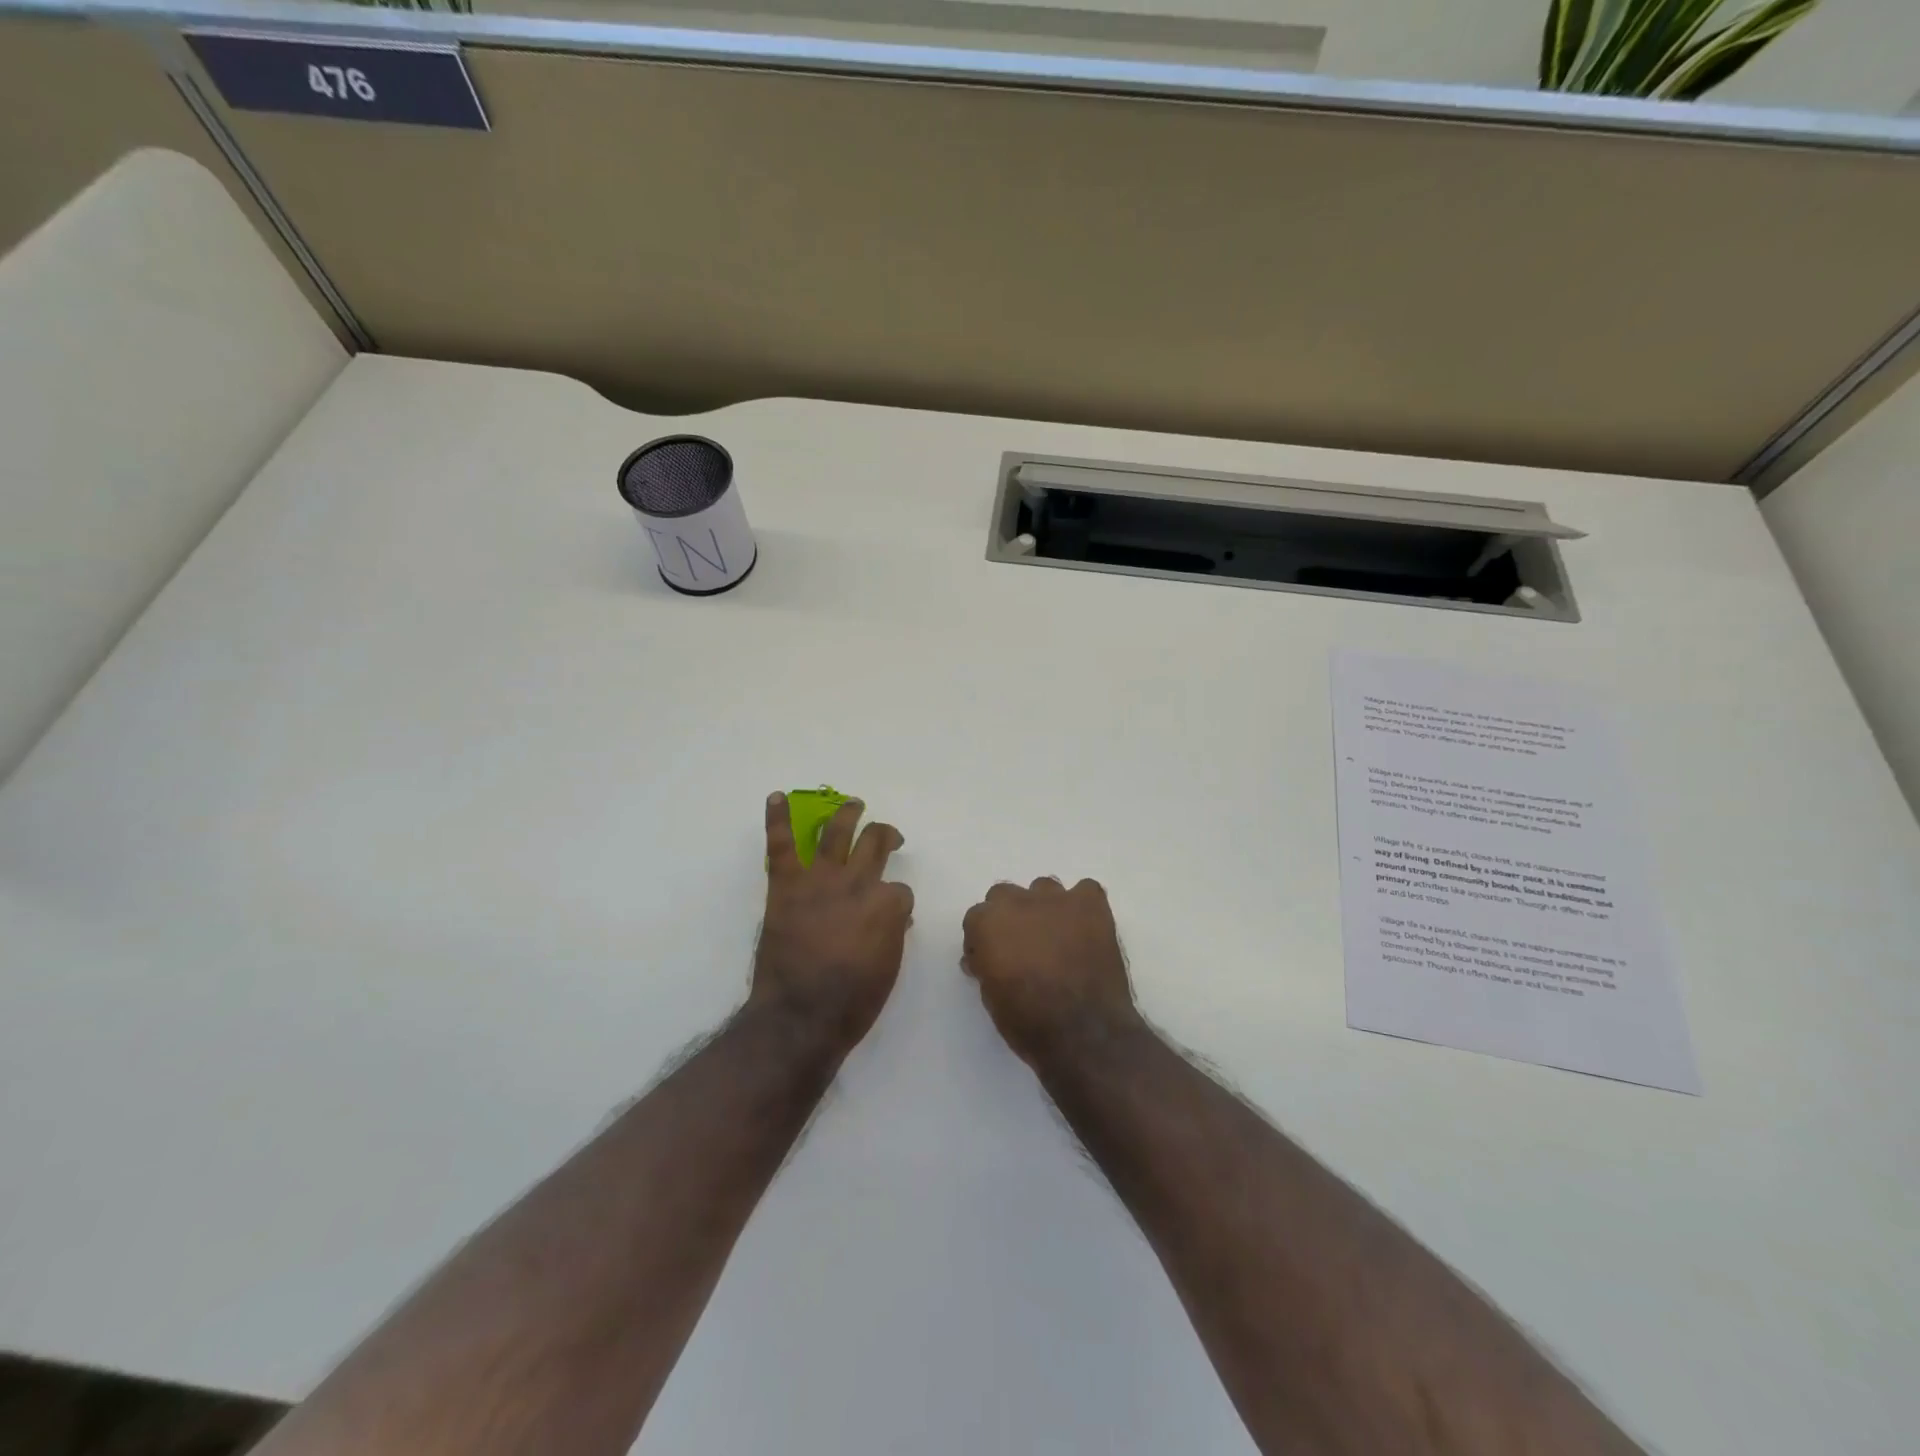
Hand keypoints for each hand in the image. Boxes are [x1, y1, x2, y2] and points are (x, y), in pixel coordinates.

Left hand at [751, 792, 913, 1055]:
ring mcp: (820, 879)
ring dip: (846, 813)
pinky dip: (778, 819)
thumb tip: (895, 917)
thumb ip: (893, 934)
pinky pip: (782, 845)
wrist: (800, 1016)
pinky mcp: (786, 885)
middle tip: (886, 835)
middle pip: (876, 843)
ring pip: (836, 831)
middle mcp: (857, 883)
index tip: (891, 915)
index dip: (896, 901)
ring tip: (853, 803)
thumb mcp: (889, 968)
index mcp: (886, 905)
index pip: (900, 890)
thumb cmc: (852, 1002)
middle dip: (885, 835)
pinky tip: (777, 797)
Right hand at [961, 878, 1140, 1064]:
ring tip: (1057, 938)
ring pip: (1044, 888)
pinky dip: (1083, 906)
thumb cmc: (1029, 1021)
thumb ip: (985, 965)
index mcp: (987, 923)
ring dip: (1044, 909)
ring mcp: (1057, 899)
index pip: (977, 918)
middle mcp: (1018, 902)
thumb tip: (984, 957)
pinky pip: (1085, 890)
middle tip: (1023, 948)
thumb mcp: (991, 997)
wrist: (1084, 1032)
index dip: (984, 940)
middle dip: (1010, 918)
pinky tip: (1086, 929)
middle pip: (1005, 895)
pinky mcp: (1091, 905)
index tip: (993, 960)